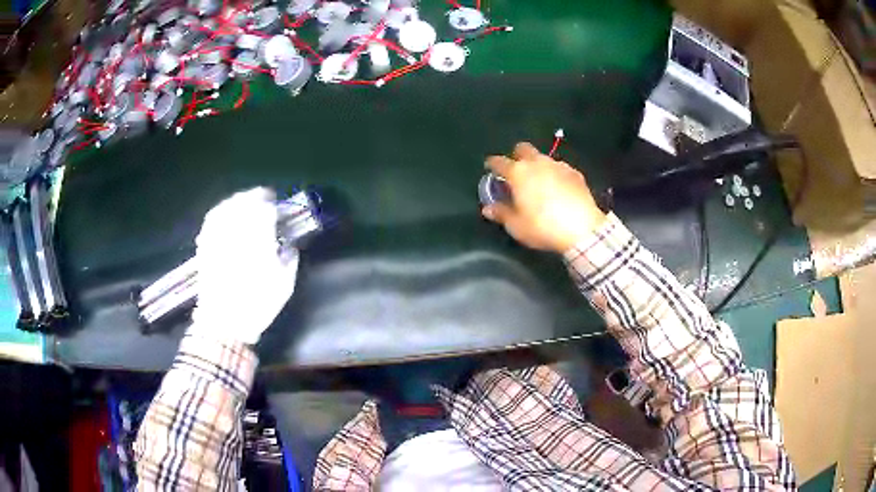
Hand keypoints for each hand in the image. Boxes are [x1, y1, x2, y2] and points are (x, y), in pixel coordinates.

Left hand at [189, 188, 298, 344]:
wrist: (224, 323)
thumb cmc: (256, 305)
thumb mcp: (284, 286)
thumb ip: (289, 260)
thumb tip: (289, 246)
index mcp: (257, 241)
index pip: (264, 210)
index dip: (270, 204)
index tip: (275, 204)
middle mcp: (236, 234)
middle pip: (243, 203)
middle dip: (254, 196)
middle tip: (262, 197)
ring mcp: (218, 239)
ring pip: (226, 208)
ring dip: (237, 200)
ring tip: (244, 200)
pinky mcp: (205, 247)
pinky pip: (211, 221)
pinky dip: (219, 212)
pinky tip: (224, 213)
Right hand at [483, 142, 606, 252]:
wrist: (582, 229)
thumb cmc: (542, 227)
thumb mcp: (516, 226)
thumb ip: (501, 213)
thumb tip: (488, 208)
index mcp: (518, 173)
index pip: (499, 162)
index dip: (492, 164)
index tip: (490, 168)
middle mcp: (537, 163)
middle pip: (523, 148)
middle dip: (517, 155)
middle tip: (516, 171)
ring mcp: (558, 166)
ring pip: (543, 158)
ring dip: (538, 166)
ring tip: (539, 182)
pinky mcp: (575, 173)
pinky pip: (560, 169)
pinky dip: (555, 175)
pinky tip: (558, 189)